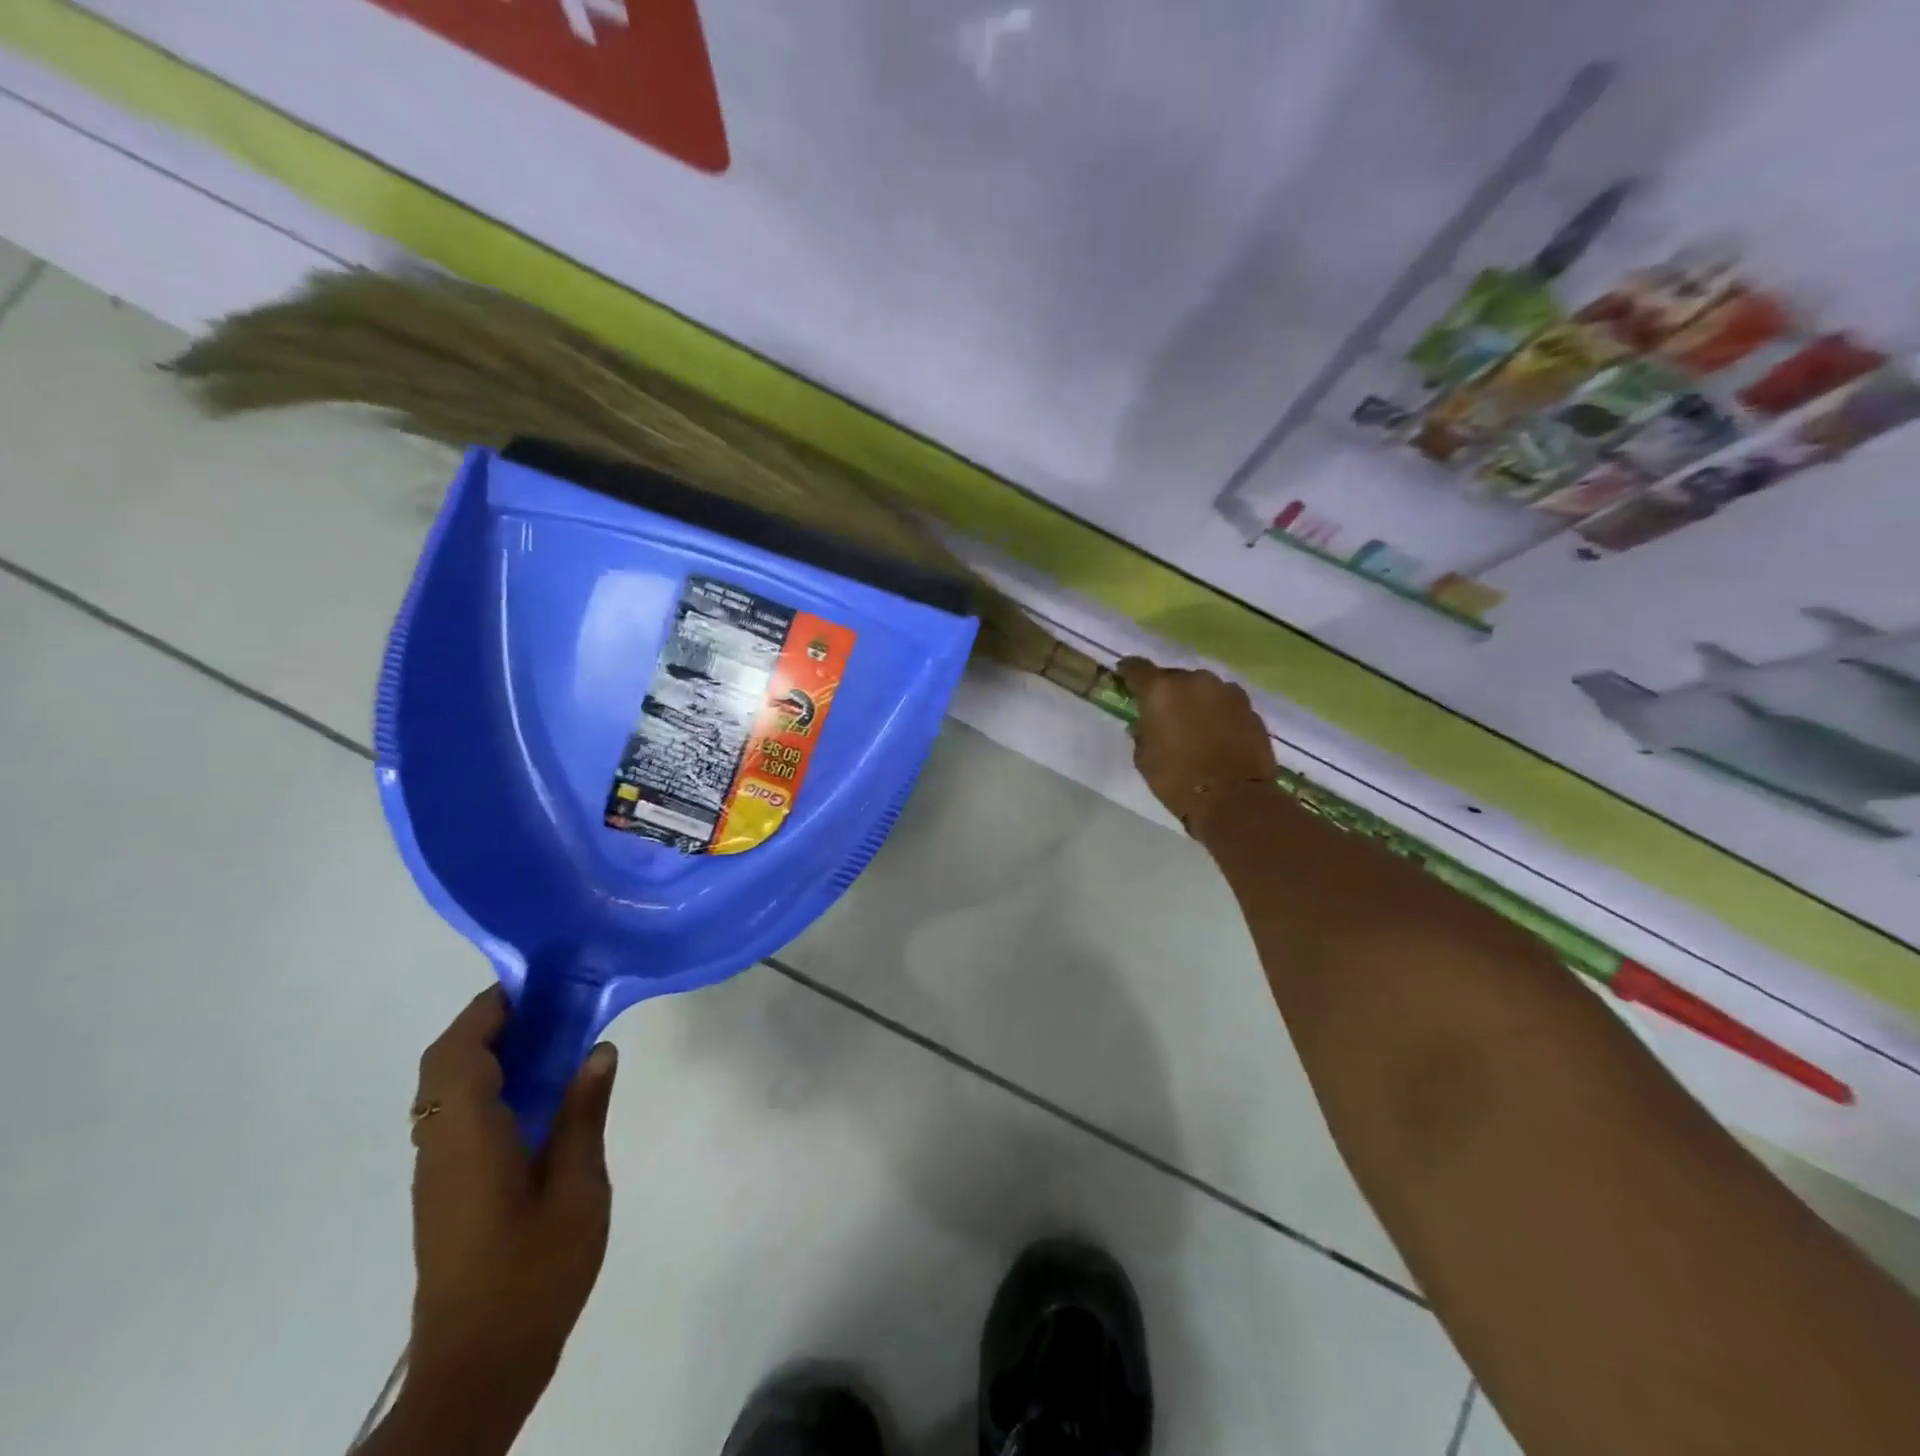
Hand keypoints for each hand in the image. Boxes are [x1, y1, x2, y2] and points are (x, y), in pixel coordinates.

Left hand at [407, 987, 618, 1408]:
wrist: (479, 1365)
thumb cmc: (533, 1271)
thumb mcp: (578, 1188)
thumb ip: (584, 1114)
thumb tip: (599, 1049)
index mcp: (468, 1138)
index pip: (460, 1053)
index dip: (489, 1009)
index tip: (536, 981)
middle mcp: (440, 1146)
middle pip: (443, 1065)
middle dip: (487, 1023)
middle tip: (549, 1004)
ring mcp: (437, 1170)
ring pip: (445, 1090)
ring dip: (486, 1052)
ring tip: (550, 1034)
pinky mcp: (446, 1189)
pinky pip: (456, 1115)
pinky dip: (487, 1083)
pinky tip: (538, 1091)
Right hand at [1116, 658, 1277, 830]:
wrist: (1234, 799)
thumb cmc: (1177, 779)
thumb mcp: (1144, 759)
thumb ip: (1142, 733)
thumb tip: (1145, 724)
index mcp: (1161, 690)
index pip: (1137, 668)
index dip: (1128, 671)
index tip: (1124, 676)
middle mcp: (1194, 681)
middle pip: (1173, 677)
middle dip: (1166, 691)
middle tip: (1162, 711)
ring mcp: (1227, 692)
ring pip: (1203, 689)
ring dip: (1195, 700)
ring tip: (1193, 723)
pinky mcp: (1250, 708)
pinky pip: (1225, 704)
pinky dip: (1218, 713)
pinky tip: (1216, 733)